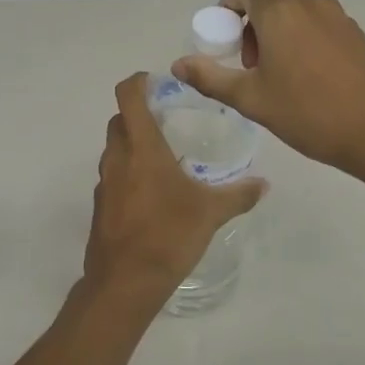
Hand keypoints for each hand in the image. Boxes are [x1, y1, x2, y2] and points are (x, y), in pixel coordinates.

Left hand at [84, 73, 266, 310]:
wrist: (124, 283)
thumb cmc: (168, 236)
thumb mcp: (211, 213)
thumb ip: (238, 195)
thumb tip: (264, 184)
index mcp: (142, 148)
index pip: (128, 96)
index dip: (138, 82)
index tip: (156, 82)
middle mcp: (118, 157)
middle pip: (119, 120)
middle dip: (138, 113)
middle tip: (167, 119)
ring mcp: (104, 182)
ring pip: (114, 148)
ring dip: (132, 143)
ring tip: (163, 155)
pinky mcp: (100, 205)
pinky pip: (112, 175)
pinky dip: (127, 171)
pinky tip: (151, 192)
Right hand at [172, 0, 364, 179]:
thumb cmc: (309, 114)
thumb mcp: (252, 99)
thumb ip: (211, 78)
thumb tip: (178, 64)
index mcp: (280, 11)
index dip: (229, 6)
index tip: (225, 40)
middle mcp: (309, 3)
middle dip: (251, 22)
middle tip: (249, 63)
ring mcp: (337, 16)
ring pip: (295, 9)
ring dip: (276, 29)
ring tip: (276, 72)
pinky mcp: (356, 32)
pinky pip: (317, 22)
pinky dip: (301, 36)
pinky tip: (306, 76)